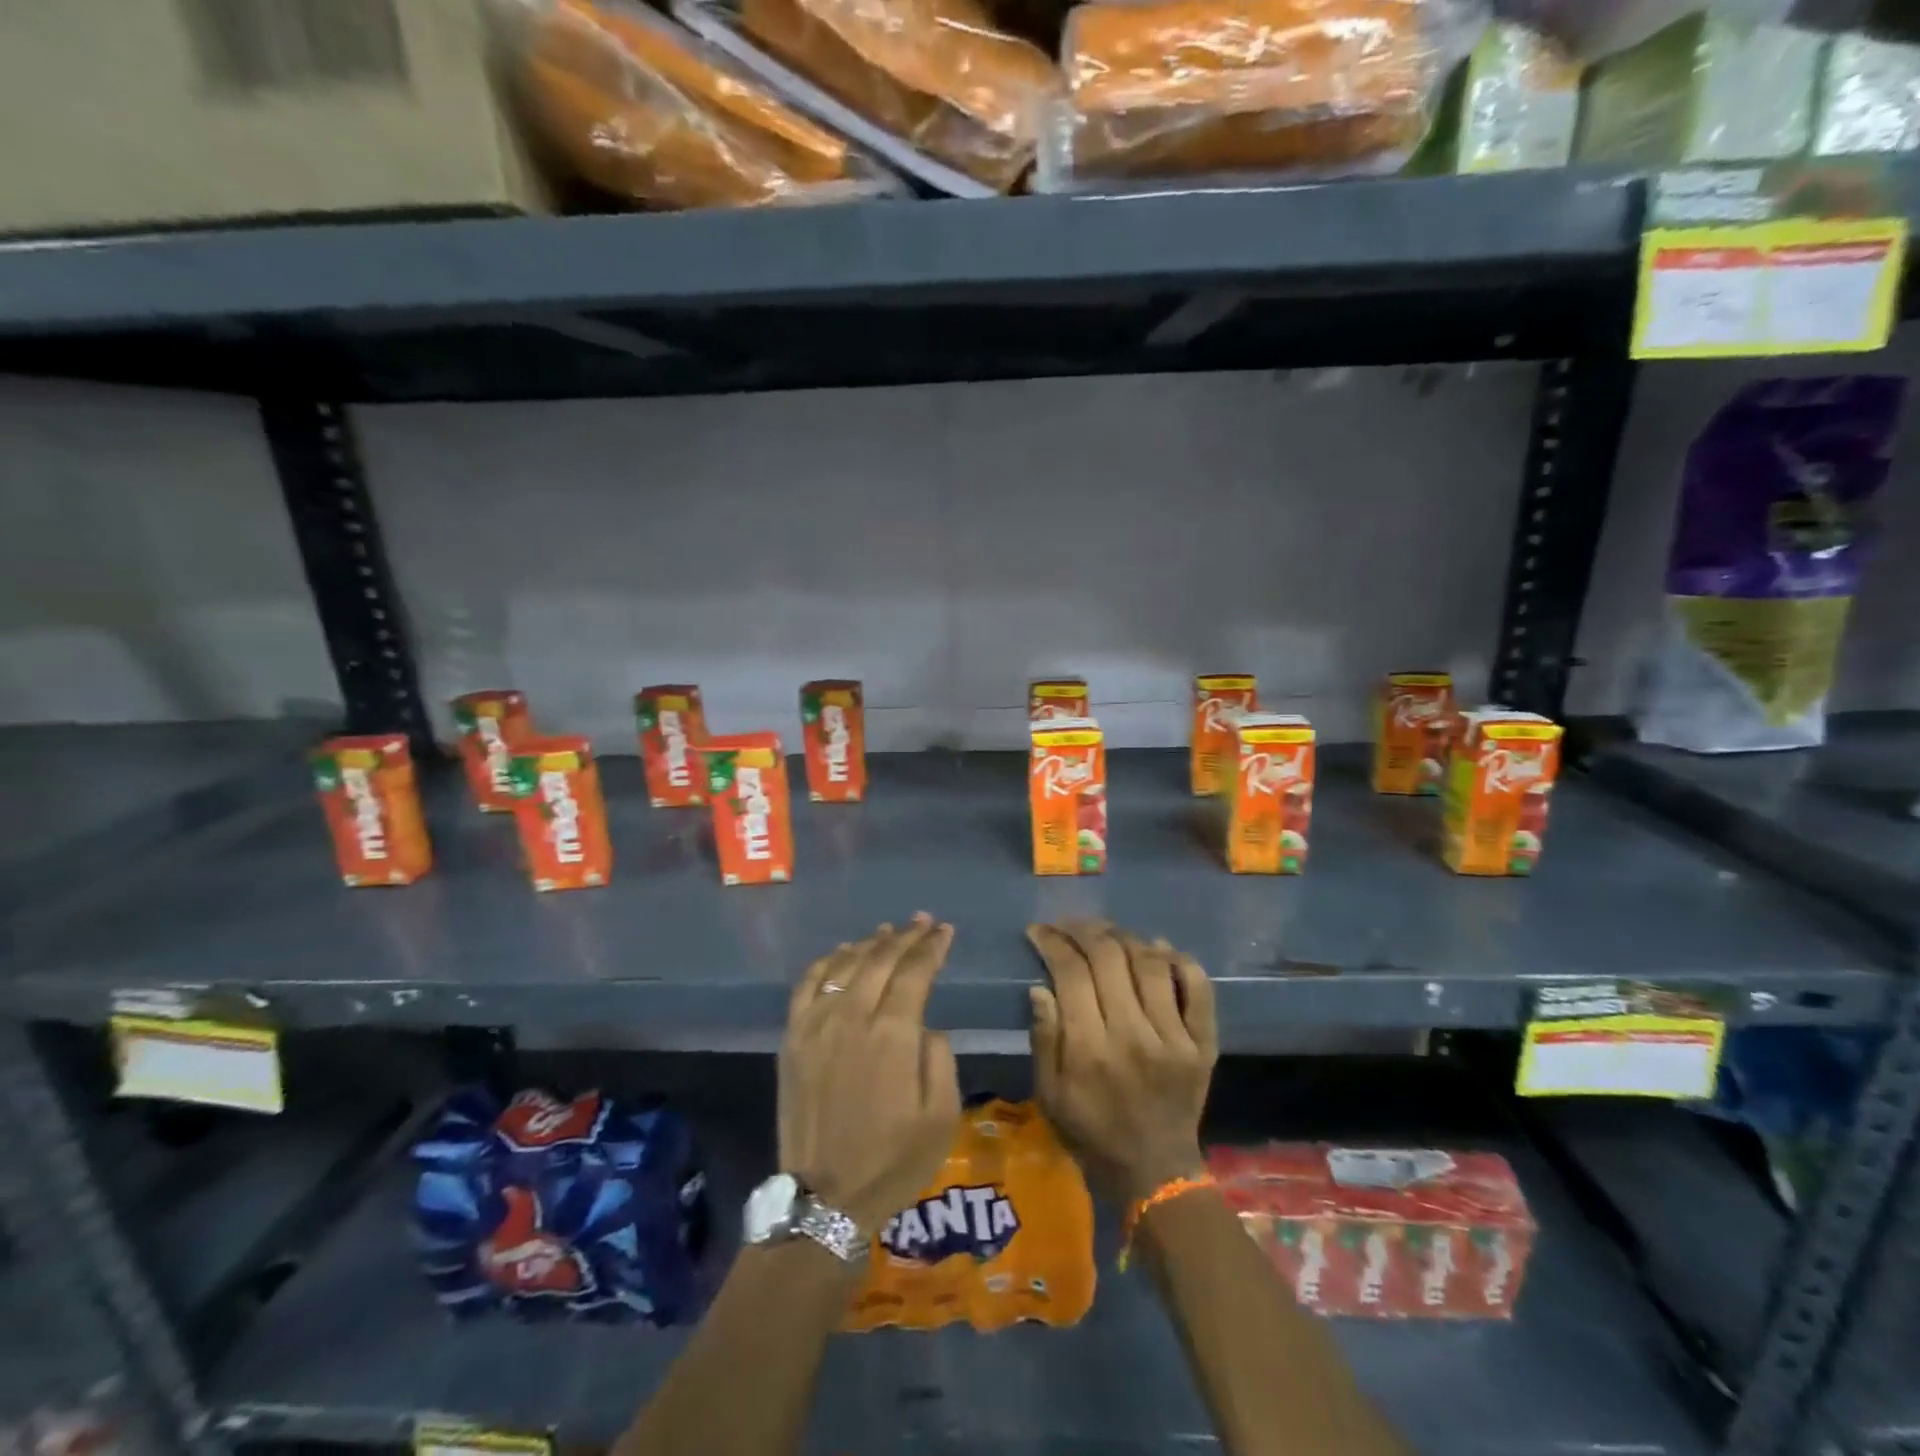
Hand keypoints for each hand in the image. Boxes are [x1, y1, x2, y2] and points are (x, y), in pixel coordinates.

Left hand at [779, 914, 961, 1233]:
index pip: (915, 971)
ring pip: (845, 965)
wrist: (826, 1199)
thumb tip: (924, 1025)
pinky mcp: (793, 1038)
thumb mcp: (942, 1116)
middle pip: (881, 959)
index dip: (932, 947)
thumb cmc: (894, 1161)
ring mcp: (817, 1024)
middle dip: (906, 936)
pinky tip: (842, 954)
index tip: (946, 931)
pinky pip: (809, 984)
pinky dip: (827, 962)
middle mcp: (853, 1017)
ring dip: (870, 943)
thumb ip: (939, 1057)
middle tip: (924, 921)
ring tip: (888, 930)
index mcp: (893, 1034)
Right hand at [1027, 921, 1217, 1206]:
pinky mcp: (1203, 1042)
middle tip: (1068, 925)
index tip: (1039, 931)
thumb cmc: (1091, 1132)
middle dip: (1083, 930)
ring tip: (1107, 934)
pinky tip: (1159, 949)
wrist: (1154, 1172)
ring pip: (1151, 963)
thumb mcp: (1050, 1094)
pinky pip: (1198, 987)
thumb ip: (1044, 1038)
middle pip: (1110, 958)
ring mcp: (1175, 1037)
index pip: (1071, 973)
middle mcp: (1134, 1034)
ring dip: (1125, 937)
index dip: (1052, 942)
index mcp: (1091, 1049)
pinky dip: (1180, 960)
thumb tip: (1041, 986)